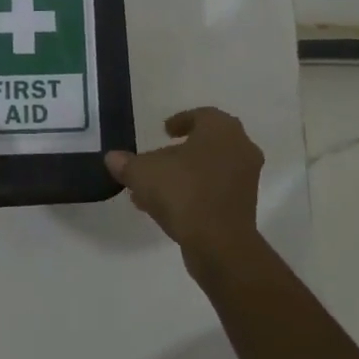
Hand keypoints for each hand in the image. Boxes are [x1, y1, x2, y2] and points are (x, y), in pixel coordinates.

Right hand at [105, 108, 263, 259]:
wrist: (219, 243)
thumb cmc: (183, 192)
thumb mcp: (143, 173)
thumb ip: (126, 163)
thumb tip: (112, 158)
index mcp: (221, 129)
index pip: (201, 115)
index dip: (181, 121)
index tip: (164, 131)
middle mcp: (241, 148)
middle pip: (206, 143)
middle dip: (180, 151)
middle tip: (157, 159)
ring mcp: (246, 178)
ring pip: (210, 169)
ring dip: (184, 175)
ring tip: (152, 189)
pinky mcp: (244, 206)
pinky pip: (215, 190)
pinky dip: (195, 192)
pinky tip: (166, 208)